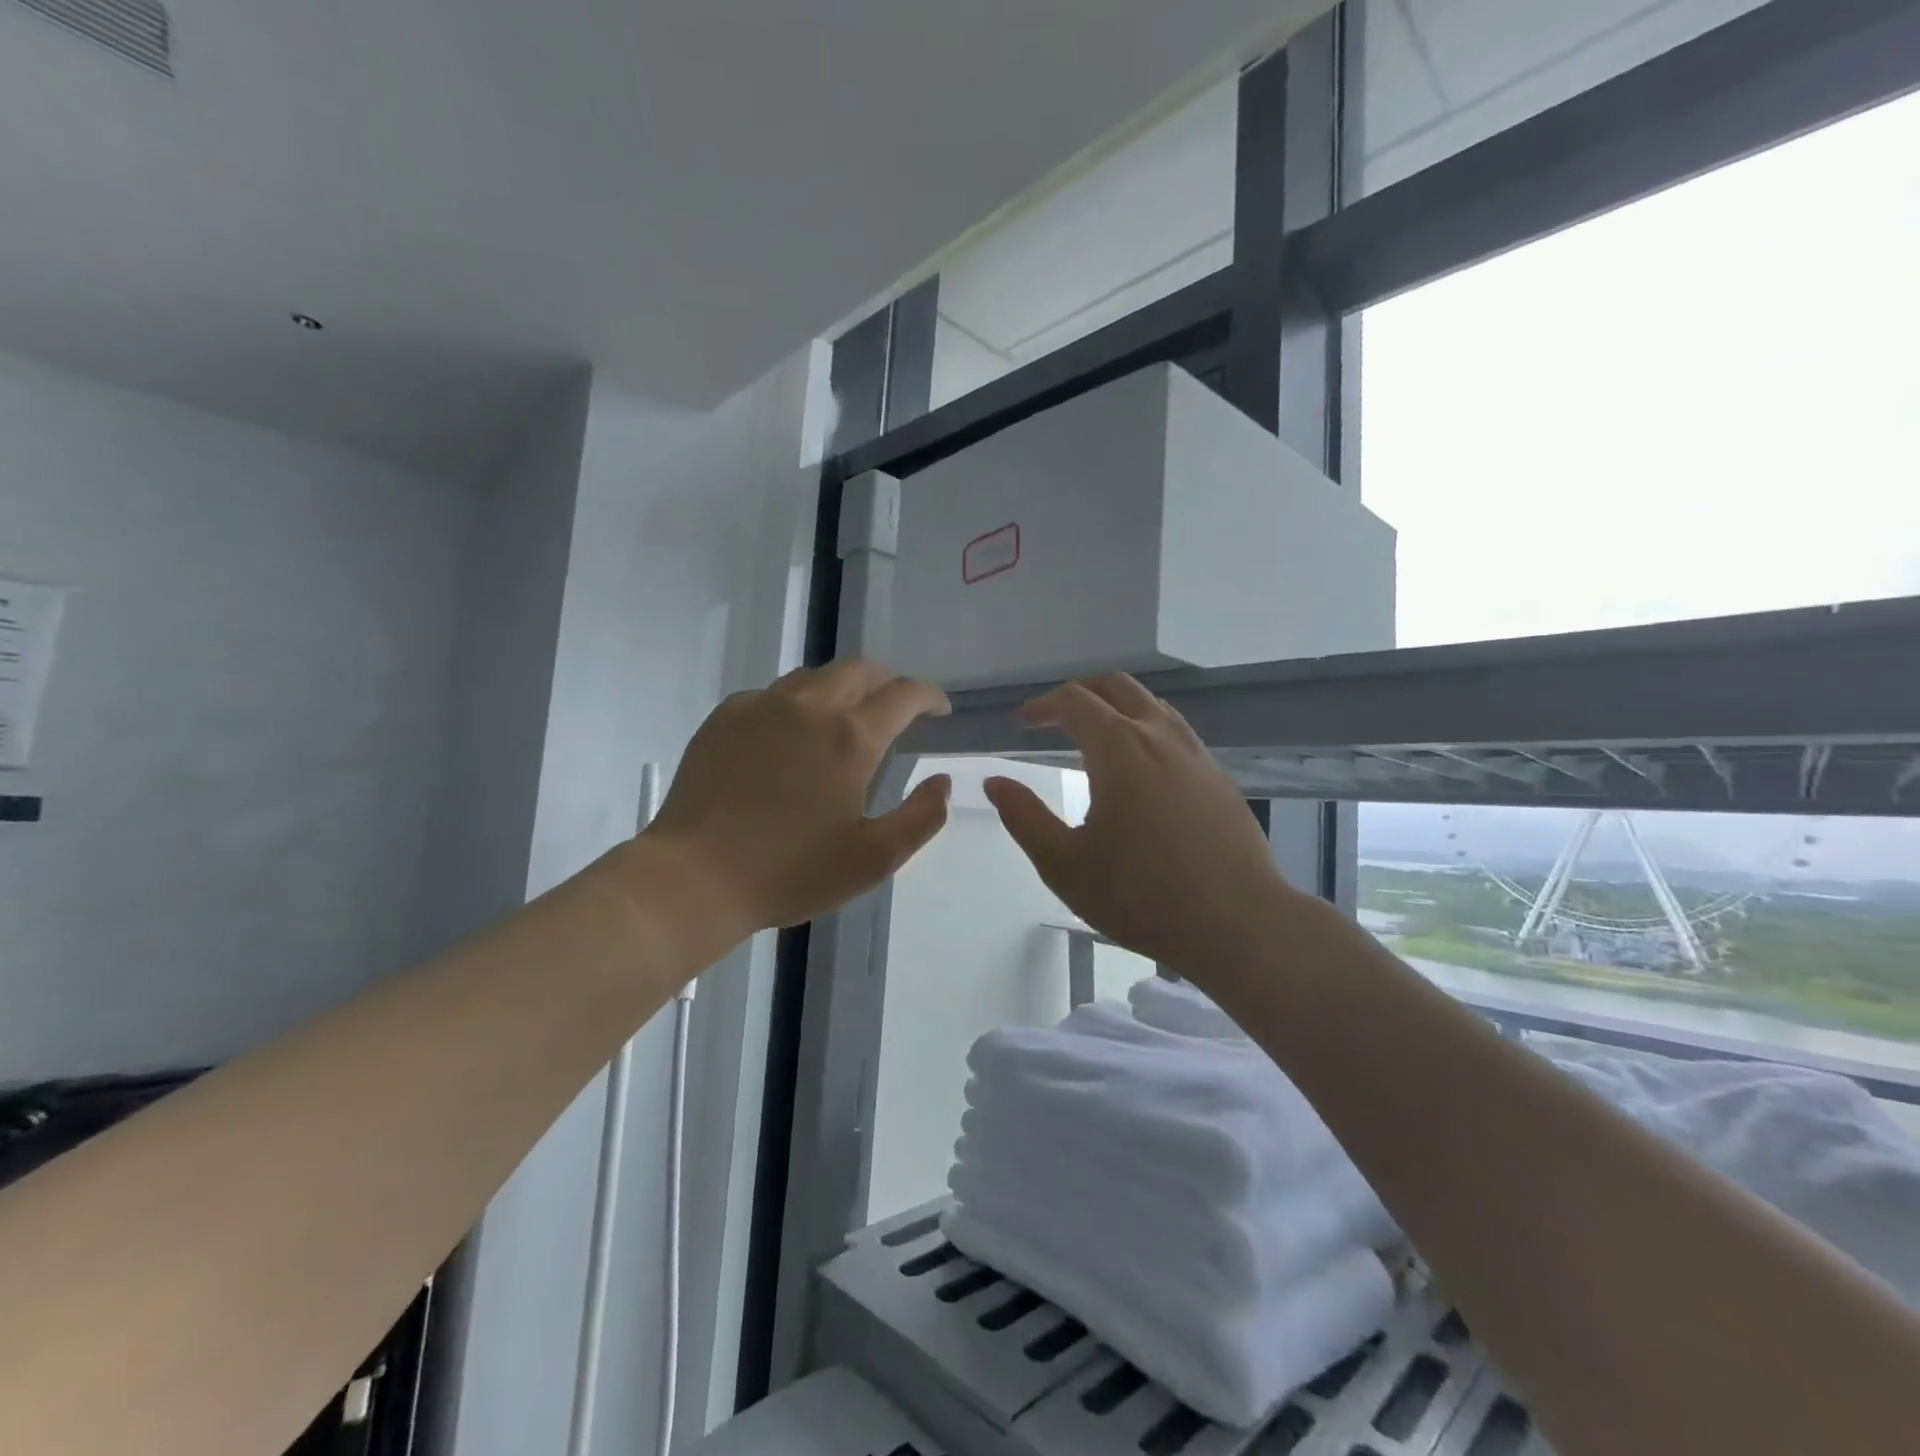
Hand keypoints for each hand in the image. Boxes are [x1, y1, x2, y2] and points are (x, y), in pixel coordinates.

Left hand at [639, 660, 952, 933]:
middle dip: (887, 682)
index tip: (939, 710)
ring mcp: (761, 707)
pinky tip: (790, 732)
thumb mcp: (874, 859)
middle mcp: (809, 706)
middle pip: (858, 670)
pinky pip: (771, 694)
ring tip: (845, 716)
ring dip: (841, 687)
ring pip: (813, 676)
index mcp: (851, 737)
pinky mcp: (725, 718)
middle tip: (895, 707)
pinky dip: (795, 703)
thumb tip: (942, 783)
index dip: (928, 696)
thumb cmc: (791, 871)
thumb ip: (921, 817)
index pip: (903, 694)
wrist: (696, 877)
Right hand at [983, 675, 1293, 981]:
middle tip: (1056, 718)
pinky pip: (1177, 733)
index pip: (1075, 701)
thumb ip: (1024, 817)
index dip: (1043, 705)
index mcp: (1120, 749)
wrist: (1237, 923)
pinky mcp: (1219, 778)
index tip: (1023, 723)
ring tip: (1096, 738)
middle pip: (1117, 688)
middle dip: (1081, 694)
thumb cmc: (1141, 896)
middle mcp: (1160, 737)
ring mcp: (1197, 755)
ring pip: (1152, 706)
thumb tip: (995, 782)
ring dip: (1118, 708)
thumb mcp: (1064, 864)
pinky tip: (1142, 772)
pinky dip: (1147, 731)